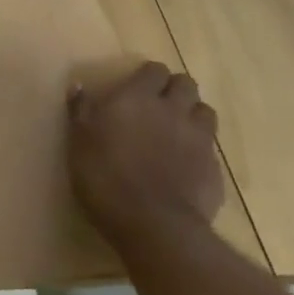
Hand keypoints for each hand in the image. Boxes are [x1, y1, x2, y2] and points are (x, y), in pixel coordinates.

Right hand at [68, 62, 223, 249]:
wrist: (152, 224)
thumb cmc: (104, 176)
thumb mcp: (79, 141)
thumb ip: (81, 110)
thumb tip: (78, 86)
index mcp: (138, 98)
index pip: (155, 70)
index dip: (147, 77)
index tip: (135, 88)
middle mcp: (173, 110)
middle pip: (186, 84)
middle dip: (174, 89)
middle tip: (157, 105)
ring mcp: (199, 139)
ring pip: (205, 112)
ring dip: (192, 115)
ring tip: (175, 130)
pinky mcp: (215, 169)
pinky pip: (210, 148)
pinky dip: (199, 149)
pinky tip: (184, 165)